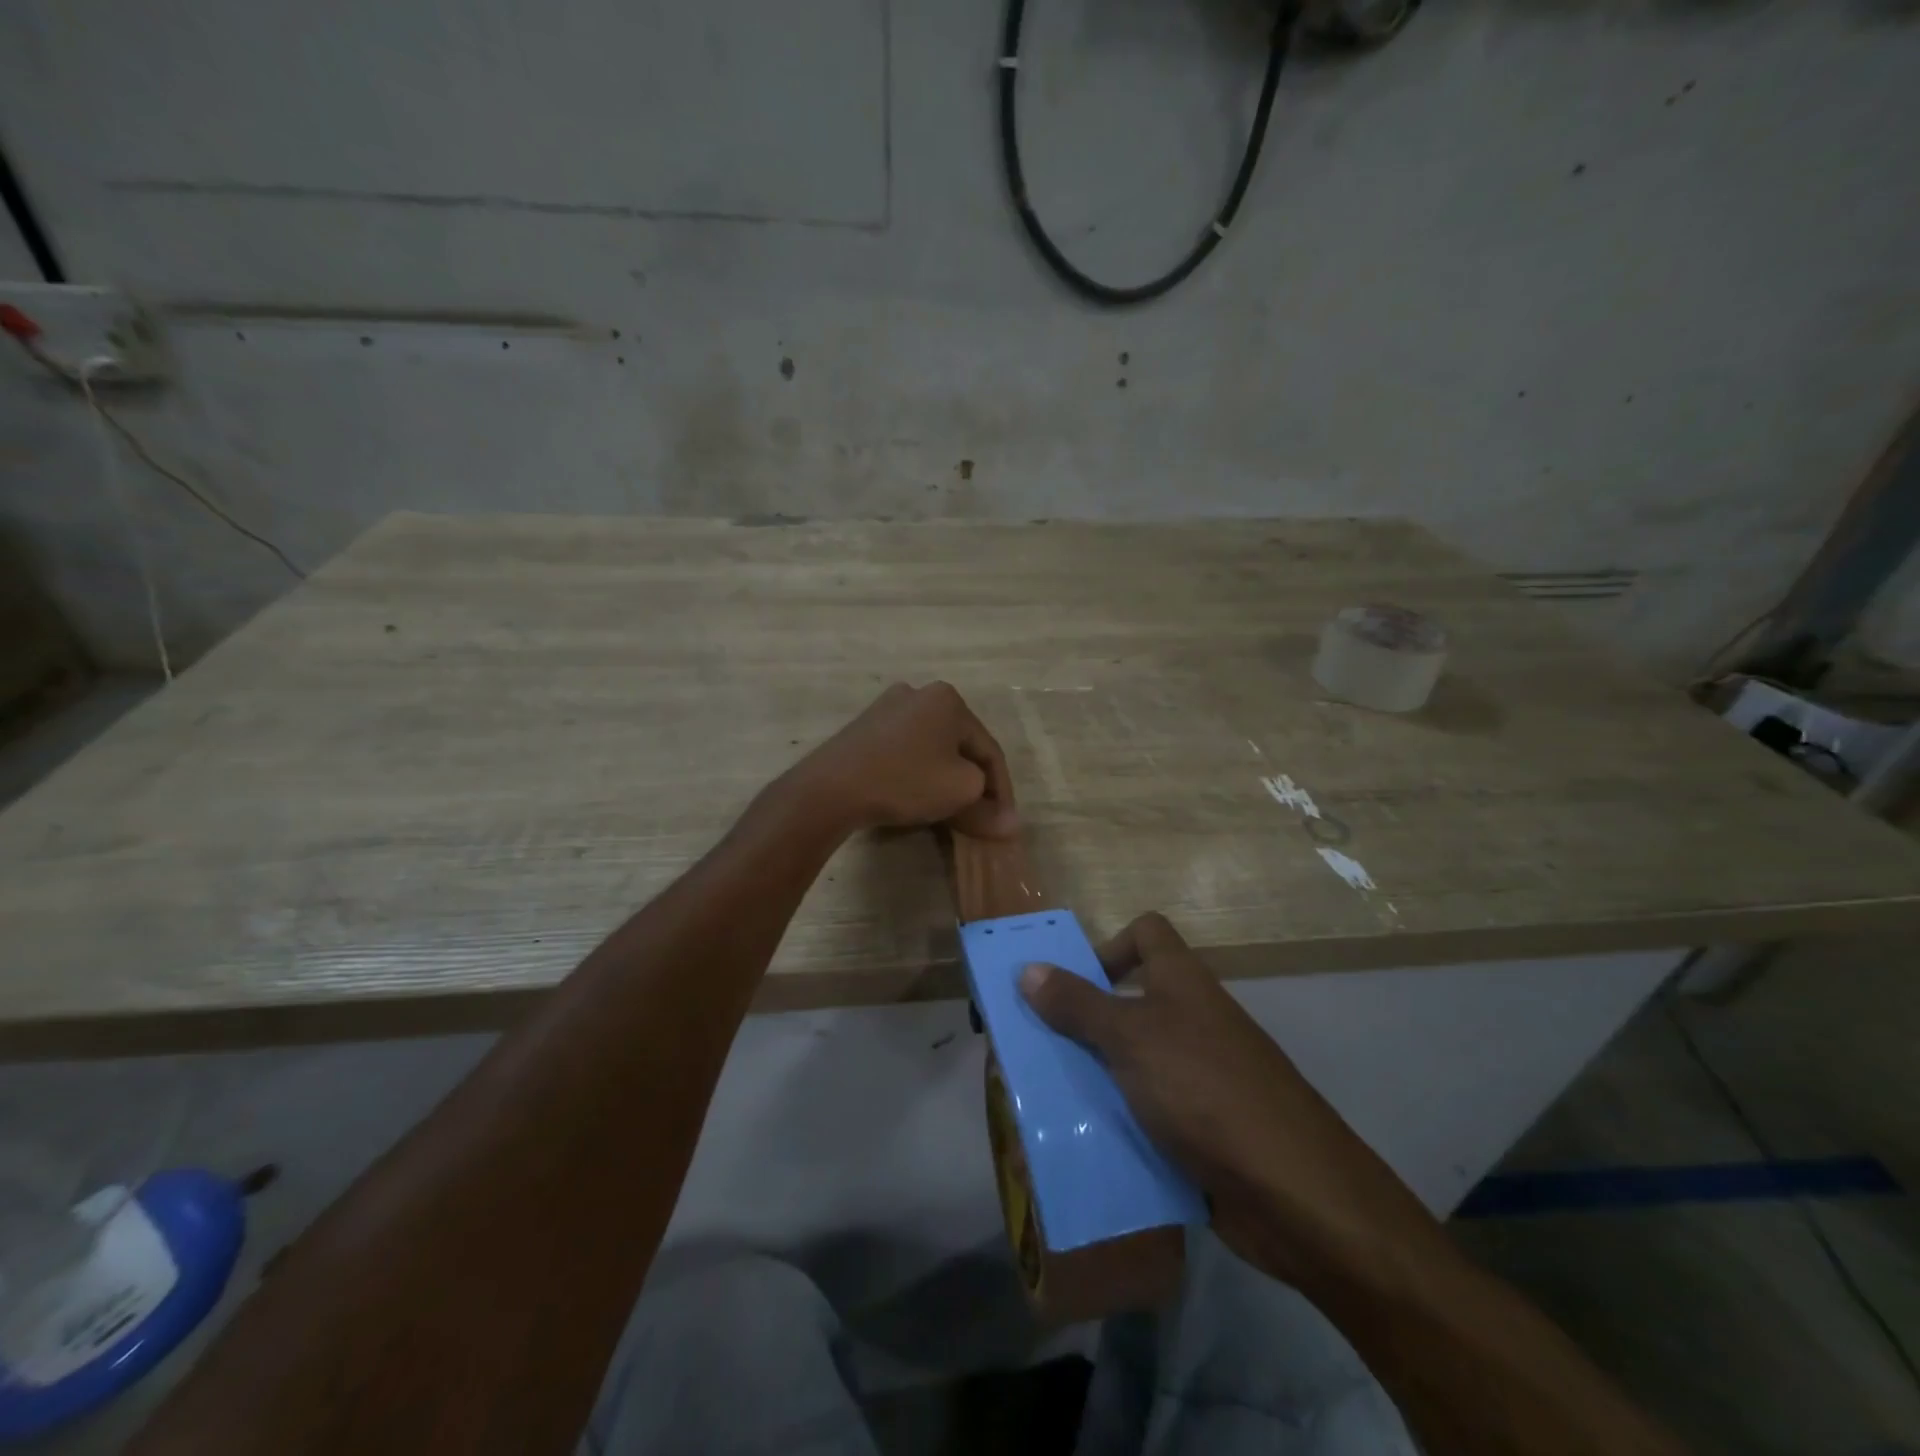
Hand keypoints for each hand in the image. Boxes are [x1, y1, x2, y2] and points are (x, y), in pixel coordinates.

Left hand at [795, 682, 1017, 839]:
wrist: (831, 788)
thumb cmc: (906, 781)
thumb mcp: (960, 794)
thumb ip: (989, 808)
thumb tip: (1011, 826)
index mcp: (949, 699)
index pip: (989, 750)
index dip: (1002, 790)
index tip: (1004, 822)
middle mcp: (920, 694)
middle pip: (960, 747)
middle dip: (974, 784)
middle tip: (981, 818)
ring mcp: (887, 708)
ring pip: (933, 749)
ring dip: (947, 780)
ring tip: (952, 812)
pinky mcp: (864, 728)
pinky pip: (906, 752)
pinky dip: (920, 774)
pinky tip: (918, 797)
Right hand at [1019, 913, 1438, 1290]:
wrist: (1293, 1191)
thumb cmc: (1204, 1089)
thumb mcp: (1130, 1038)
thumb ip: (1077, 1004)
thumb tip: (1028, 968)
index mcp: (1181, 982)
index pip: (1146, 932)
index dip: (1109, 945)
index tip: (1071, 983)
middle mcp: (1192, 1019)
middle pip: (1130, 1000)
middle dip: (1082, 1022)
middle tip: (1036, 1048)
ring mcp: (1200, 1075)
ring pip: (1134, 1061)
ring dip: (1095, 1076)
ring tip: (1048, 1100)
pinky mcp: (1202, 1127)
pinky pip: (1148, 1111)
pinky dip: (1119, 1122)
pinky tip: (1085, 1143)